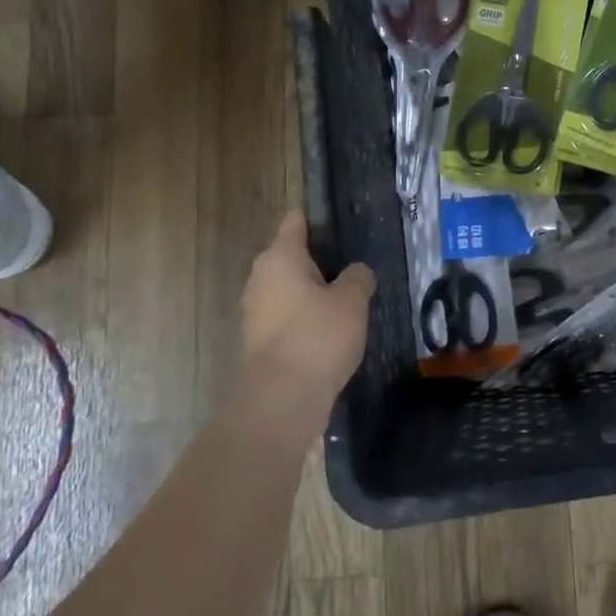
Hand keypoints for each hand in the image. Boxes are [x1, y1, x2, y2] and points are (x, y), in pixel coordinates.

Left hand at [239, 211, 375, 415]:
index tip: (337, 217)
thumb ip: (358, 278)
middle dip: (319, 259)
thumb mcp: (352, 301)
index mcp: (280, 257)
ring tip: (348, 295)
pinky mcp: (260, 340)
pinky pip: (288, 316)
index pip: (296, 222)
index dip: (315, 217)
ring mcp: (256, 311)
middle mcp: (261, 277)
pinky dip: (306, 317)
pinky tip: (332, 327)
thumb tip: (356, 272)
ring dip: (313, 291)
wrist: (282, 399)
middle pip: (291, 256)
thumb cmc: (318, 335)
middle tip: (353, 261)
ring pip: (289, 288)